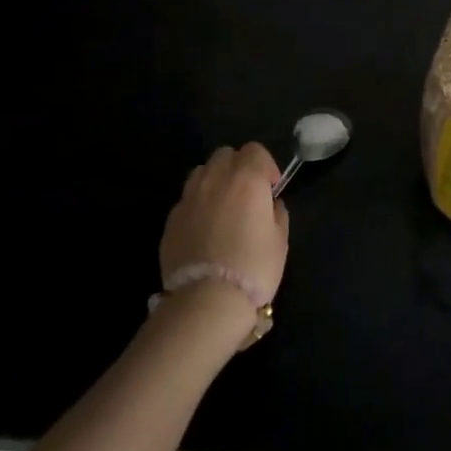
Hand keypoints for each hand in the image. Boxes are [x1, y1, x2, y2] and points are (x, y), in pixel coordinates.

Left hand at [159, 143, 290, 315]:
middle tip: (246, 194)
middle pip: (225, 154)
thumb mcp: (280, 240)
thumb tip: (271, 204)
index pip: (255, 150)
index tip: (270, 188)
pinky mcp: (171, 219)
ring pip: (201, 172)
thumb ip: (277, 213)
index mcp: (246, 178)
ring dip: (214, 181)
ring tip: (222, 207)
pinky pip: (187, 199)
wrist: (207, 300)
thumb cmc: (254, 267)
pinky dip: (197, 205)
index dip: (265, 165)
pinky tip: (203, 230)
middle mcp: (215, 179)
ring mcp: (189, 197)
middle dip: (237, 167)